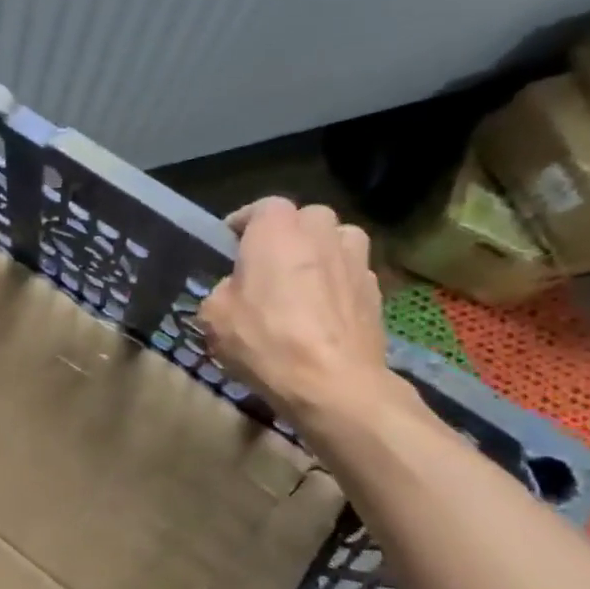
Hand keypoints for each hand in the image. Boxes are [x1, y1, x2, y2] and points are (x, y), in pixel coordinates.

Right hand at [196, 197, 397, 426]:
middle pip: (305, 218)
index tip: (231, 242)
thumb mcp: (213, 316)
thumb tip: (236, 289)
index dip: (245, 223)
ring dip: (320, 252)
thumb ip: (223, 290)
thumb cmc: (263, 340)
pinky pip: (351, 273)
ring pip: (337, 240)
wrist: (332, 382)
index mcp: (276, 230)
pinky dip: (337, 283)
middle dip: (288, 234)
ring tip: (302, 282)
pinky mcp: (376, 290)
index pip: (262, 206)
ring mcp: (355, 259)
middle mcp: (320, 232)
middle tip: (268, 263)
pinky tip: (323, 312)